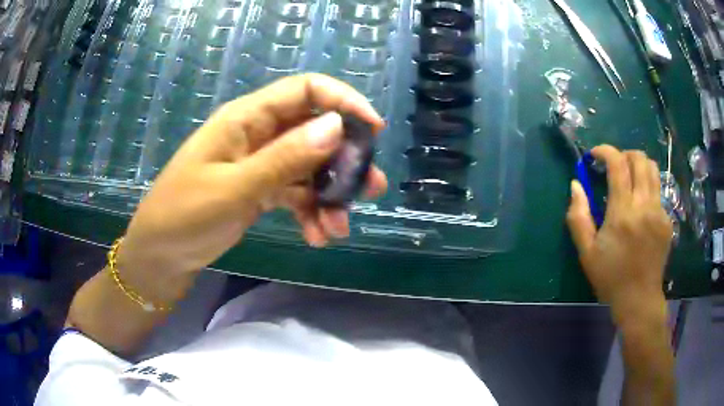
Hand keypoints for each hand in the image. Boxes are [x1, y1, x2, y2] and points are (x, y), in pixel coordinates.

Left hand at [118, 74, 387, 275]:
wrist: (160, 255)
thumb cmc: (185, 215)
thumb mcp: (234, 188)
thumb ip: (285, 158)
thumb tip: (337, 126)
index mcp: (246, 119)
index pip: (305, 90)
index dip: (343, 101)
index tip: (373, 130)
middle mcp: (257, 134)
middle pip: (314, 131)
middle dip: (344, 160)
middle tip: (370, 189)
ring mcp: (259, 164)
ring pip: (309, 167)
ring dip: (329, 195)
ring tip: (339, 229)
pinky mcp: (260, 190)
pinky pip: (295, 193)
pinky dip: (310, 213)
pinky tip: (317, 237)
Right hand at [566, 145, 672, 322]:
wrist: (639, 299)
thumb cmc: (610, 277)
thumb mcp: (586, 252)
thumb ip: (578, 216)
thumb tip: (575, 185)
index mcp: (622, 213)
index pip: (618, 164)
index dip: (605, 151)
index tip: (595, 155)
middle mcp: (644, 206)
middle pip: (639, 159)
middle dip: (624, 154)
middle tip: (614, 167)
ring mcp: (659, 212)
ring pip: (653, 170)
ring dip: (639, 165)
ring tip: (630, 178)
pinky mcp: (667, 220)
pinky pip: (658, 192)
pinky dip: (647, 188)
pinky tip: (640, 207)